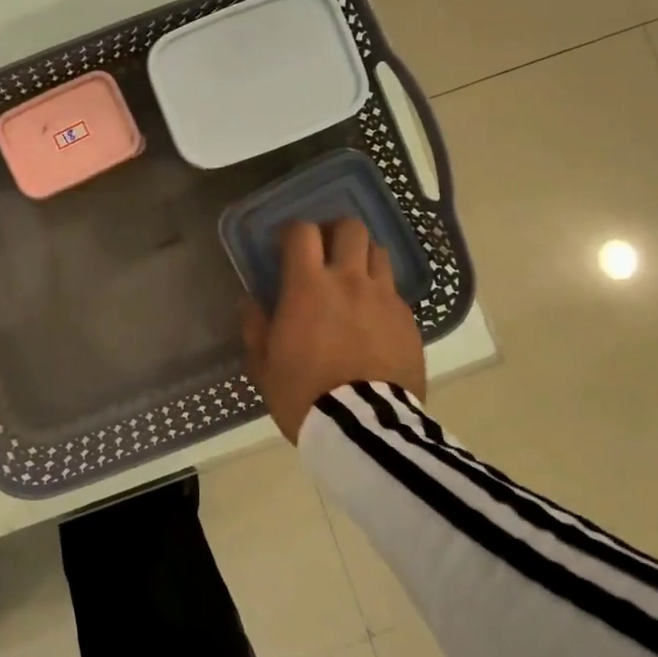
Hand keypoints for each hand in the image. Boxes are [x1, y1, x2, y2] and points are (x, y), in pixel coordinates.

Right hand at [241, 219, 427, 444]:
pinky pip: (394, 291)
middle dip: (335, 231)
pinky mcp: (408, 320)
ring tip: (352, 278)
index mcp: (308, 286)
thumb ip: (255, 326)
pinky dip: (380, 293)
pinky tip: (371, 316)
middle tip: (325, 251)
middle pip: (351, 228)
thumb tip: (249, 301)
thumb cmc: (304, 393)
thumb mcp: (264, 364)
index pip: (302, 231)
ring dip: (362, 257)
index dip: (292, 231)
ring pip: (379, 252)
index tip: (285, 245)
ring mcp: (384, 298)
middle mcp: (349, 280)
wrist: (364, 428)